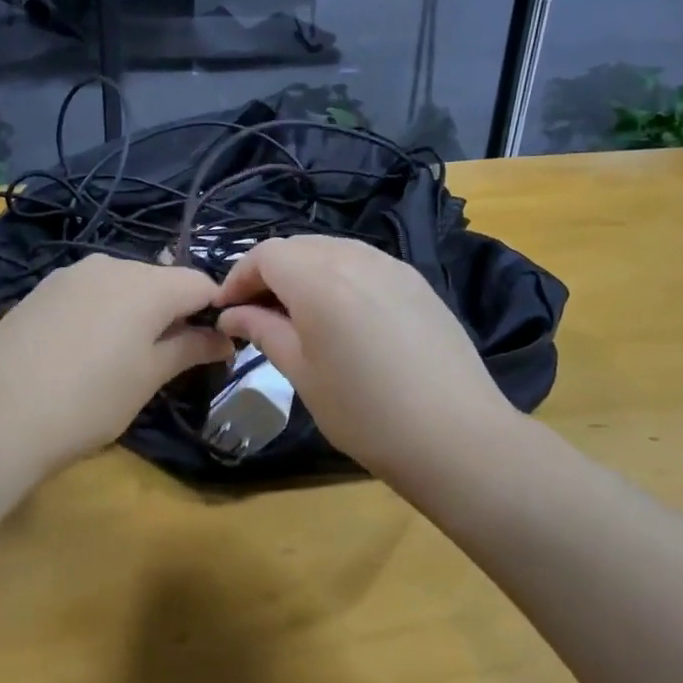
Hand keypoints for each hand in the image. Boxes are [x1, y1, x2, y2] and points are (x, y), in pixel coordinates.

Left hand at [0, 255, 232, 468]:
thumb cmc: (89, 401)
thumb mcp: (148, 378)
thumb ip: (190, 349)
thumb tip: (224, 338)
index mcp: (148, 283)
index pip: (201, 283)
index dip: (214, 311)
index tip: (212, 346)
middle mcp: (112, 264)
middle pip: (161, 279)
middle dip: (174, 311)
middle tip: (168, 358)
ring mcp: (71, 273)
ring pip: (123, 283)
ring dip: (136, 310)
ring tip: (121, 356)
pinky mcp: (42, 288)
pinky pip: (89, 291)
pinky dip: (101, 311)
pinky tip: (83, 349)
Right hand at [214, 237, 516, 470]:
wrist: (456, 436)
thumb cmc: (366, 413)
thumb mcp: (303, 374)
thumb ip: (265, 331)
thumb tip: (232, 313)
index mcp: (320, 279)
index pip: (266, 255)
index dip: (239, 276)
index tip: (226, 309)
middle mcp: (355, 258)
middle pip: (298, 246)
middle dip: (269, 272)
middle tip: (256, 312)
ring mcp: (391, 266)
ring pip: (331, 250)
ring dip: (304, 271)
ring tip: (296, 313)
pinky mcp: (416, 281)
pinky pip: (363, 263)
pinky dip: (338, 276)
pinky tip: (342, 314)